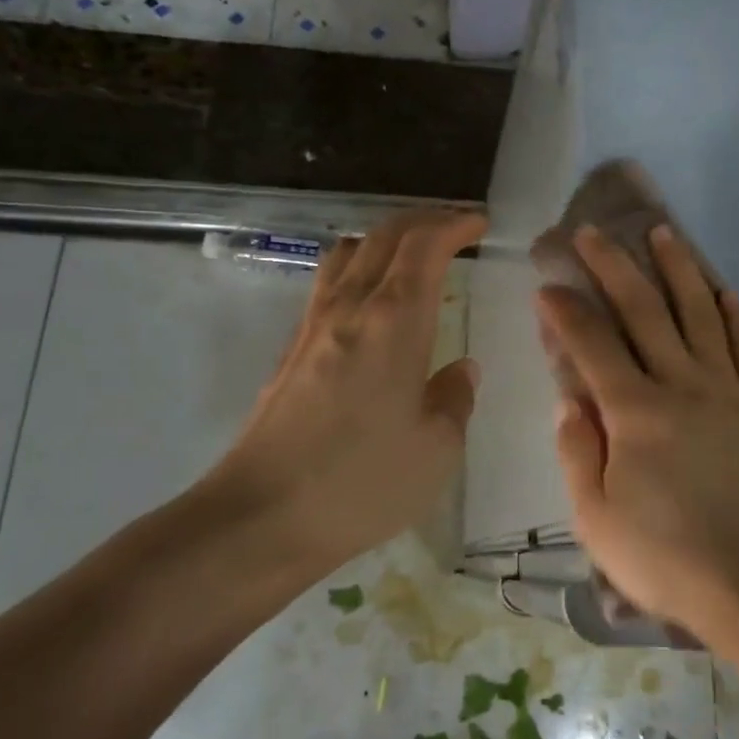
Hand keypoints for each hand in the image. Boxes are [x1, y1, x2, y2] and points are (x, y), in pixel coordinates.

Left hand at [206, 208, 485, 574]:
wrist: (260, 517)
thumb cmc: (362, 483)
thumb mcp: (436, 450)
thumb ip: (455, 399)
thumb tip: (461, 369)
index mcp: (396, 321)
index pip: (425, 246)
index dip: (454, 224)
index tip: (479, 224)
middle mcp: (352, 307)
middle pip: (385, 235)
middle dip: (424, 220)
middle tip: (455, 228)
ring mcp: (315, 324)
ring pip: (350, 251)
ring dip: (386, 238)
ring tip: (412, 254)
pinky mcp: (291, 348)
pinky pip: (329, 282)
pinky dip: (360, 266)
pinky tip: (371, 299)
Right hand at [537, 224, 738, 633]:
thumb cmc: (660, 554)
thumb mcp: (593, 516)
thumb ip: (576, 449)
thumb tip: (567, 397)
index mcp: (635, 412)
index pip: (592, 344)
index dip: (566, 310)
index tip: (547, 285)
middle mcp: (682, 385)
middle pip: (644, 310)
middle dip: (613, 266)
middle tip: (592, 232)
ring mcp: (727, 390)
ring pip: (700, 313)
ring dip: (679, 269)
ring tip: (663, 233)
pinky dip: (736, 315)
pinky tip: (725, 291)